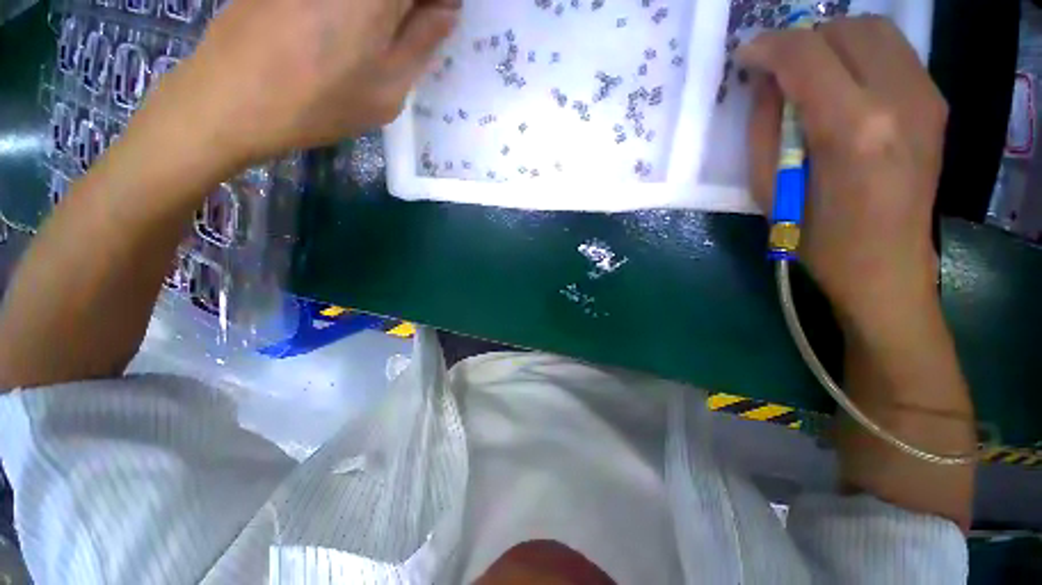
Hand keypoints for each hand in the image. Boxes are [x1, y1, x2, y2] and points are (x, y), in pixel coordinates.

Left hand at [146, 0, 459, 168]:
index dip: (439, 4)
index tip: (438, 20)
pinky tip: (344, 30)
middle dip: (413, 6)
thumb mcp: (388, 88)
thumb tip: (447, 10)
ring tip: (379, 34)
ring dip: (385, 10)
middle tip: (414, 27)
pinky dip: (357, 8)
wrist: (230, 98)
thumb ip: (422, 42)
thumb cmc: (320, 103)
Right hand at [740, 17, 946, 336]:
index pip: (807, 55)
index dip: (769, 46)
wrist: (885, 267)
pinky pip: (893, 53)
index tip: (746, 55)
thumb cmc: (817, 238)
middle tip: (777, 68)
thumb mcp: (770, 188)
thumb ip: (766, 127)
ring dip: (833, 41)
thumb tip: (767, 82)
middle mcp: (900, 100)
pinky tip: (842, 85)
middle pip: (846, 29)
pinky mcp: (935, 104)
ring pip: (875, 31)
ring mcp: (926, 98)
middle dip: (803, 39)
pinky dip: (859, 54)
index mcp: (853, 129)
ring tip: (809, 73)